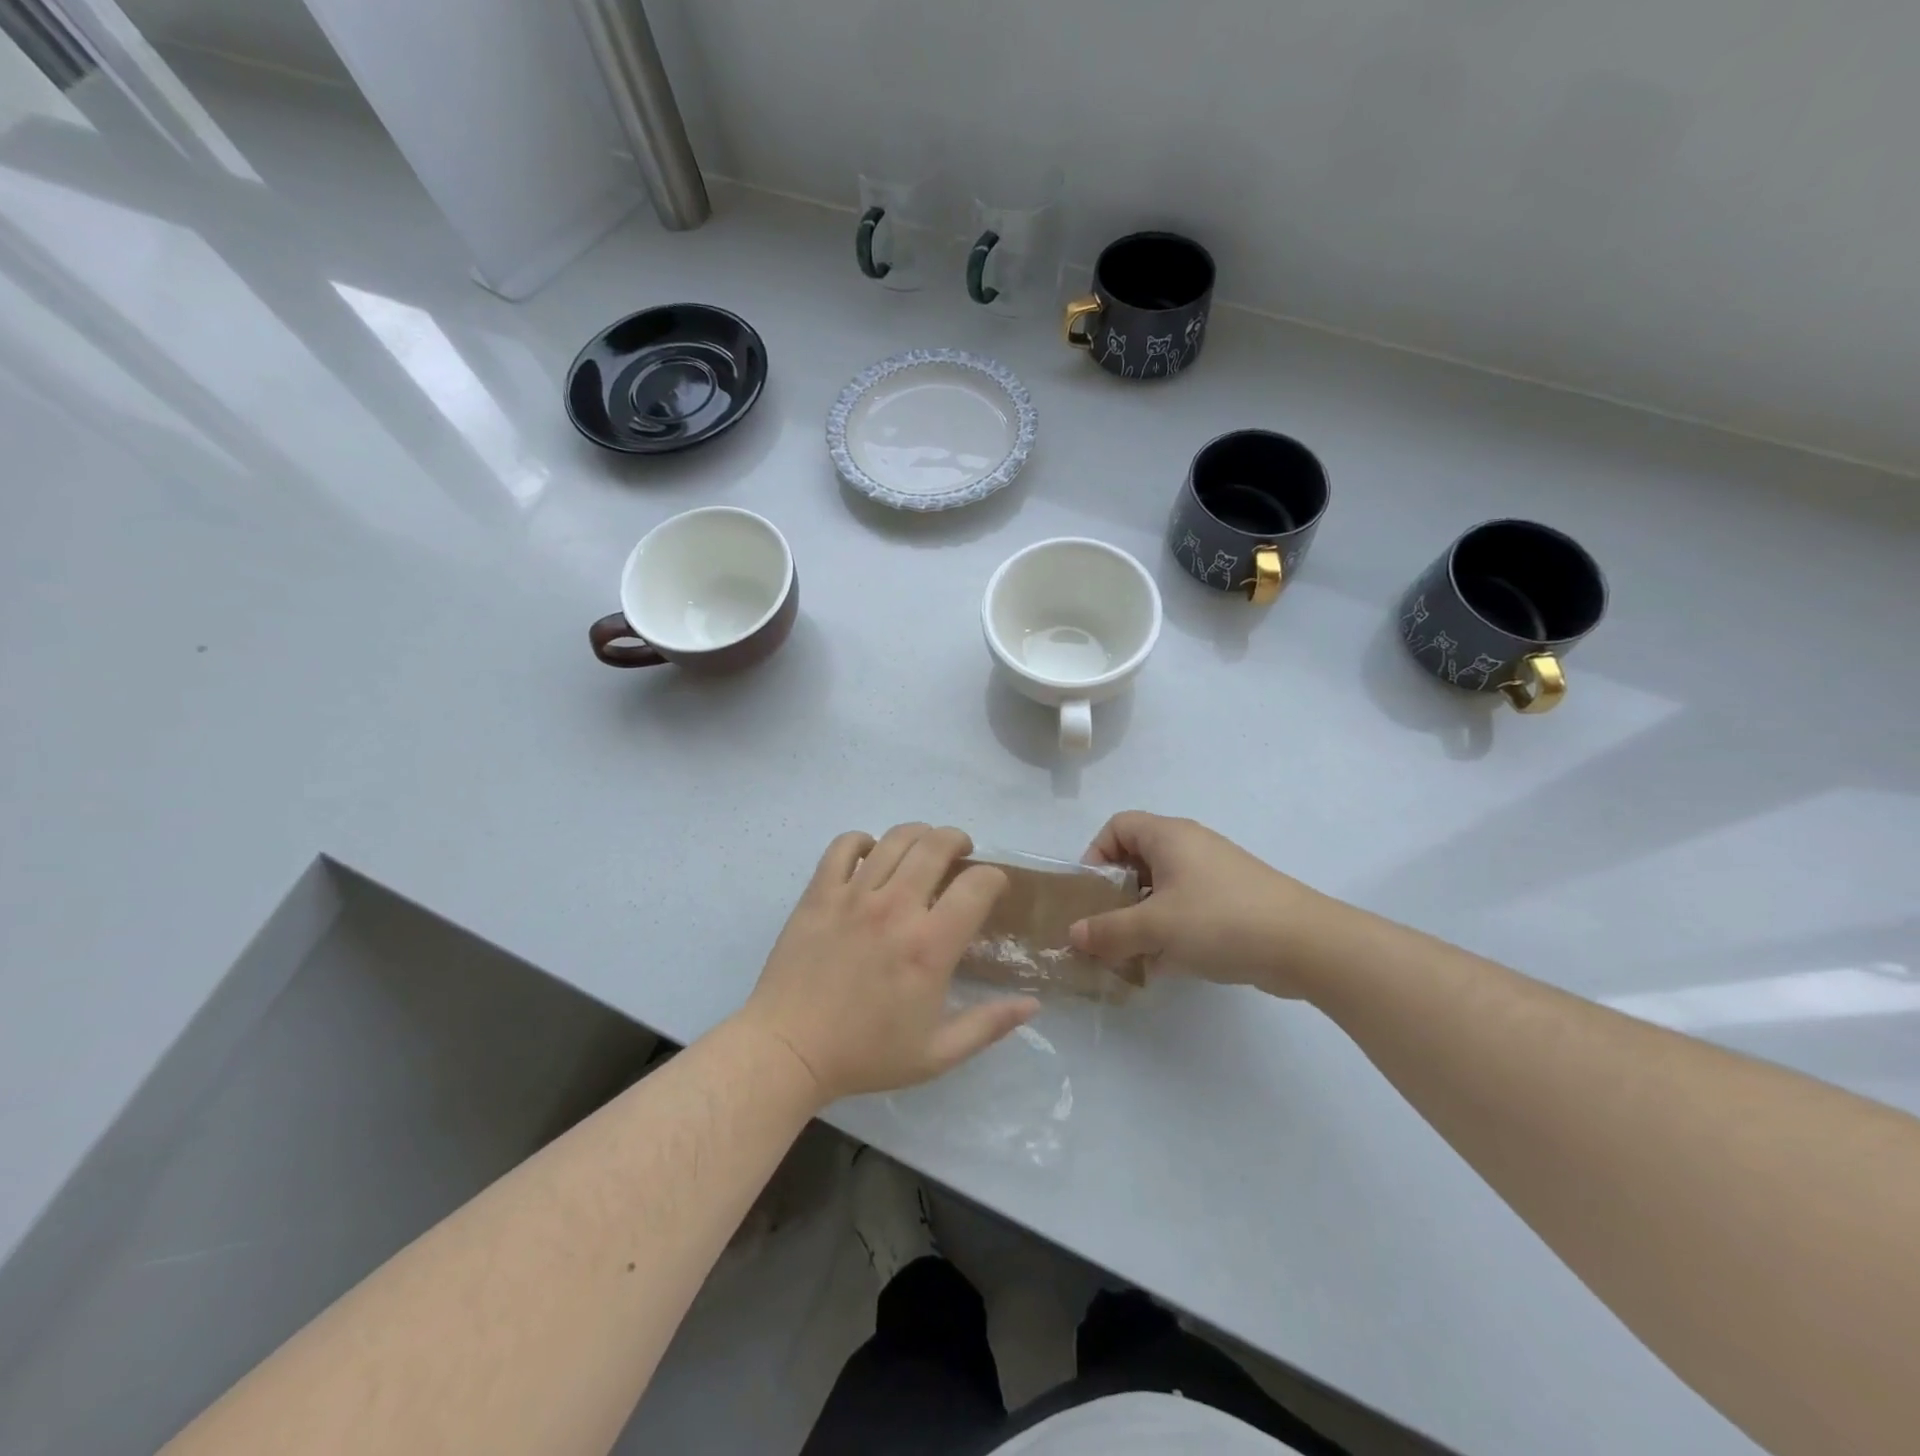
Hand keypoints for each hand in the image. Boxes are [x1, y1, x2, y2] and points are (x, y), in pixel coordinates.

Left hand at [736, 824, 1038, 1103]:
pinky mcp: (819, 893)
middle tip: (961, 852)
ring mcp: (853, 895)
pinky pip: (843, 846)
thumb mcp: (937, 1054)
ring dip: (918, 834)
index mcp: (929, 945)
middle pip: (936, 845)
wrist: (787, 1050)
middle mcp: (895, 908)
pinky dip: (862, 840)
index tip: (992, 886)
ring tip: (923, 846)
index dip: (994, 877)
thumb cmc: (865, 1055)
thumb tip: (1032, 1003)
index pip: (977, 885)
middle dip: (958, 840)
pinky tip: (871, 853)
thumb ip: (988, 1025)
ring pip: (894, 838)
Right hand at [1069, 812, 1334, 997]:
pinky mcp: (1231, 902)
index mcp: (1169, 836)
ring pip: (1161, 888)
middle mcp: (1190, 847)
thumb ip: (1109, 931)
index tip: (1092, 893)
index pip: (1117, 826)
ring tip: (1130, 953)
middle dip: (1116, 895)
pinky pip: (1186, 908)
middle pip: (1137, 859)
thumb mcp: (1156, 926)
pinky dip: (1169, 930)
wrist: (1305, 945)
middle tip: (1106, 928)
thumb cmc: (1220, 920)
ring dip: (1141, 918)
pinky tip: (1163, 965)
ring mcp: (1214, 875)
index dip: (1096, 854)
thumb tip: (1073, 935)